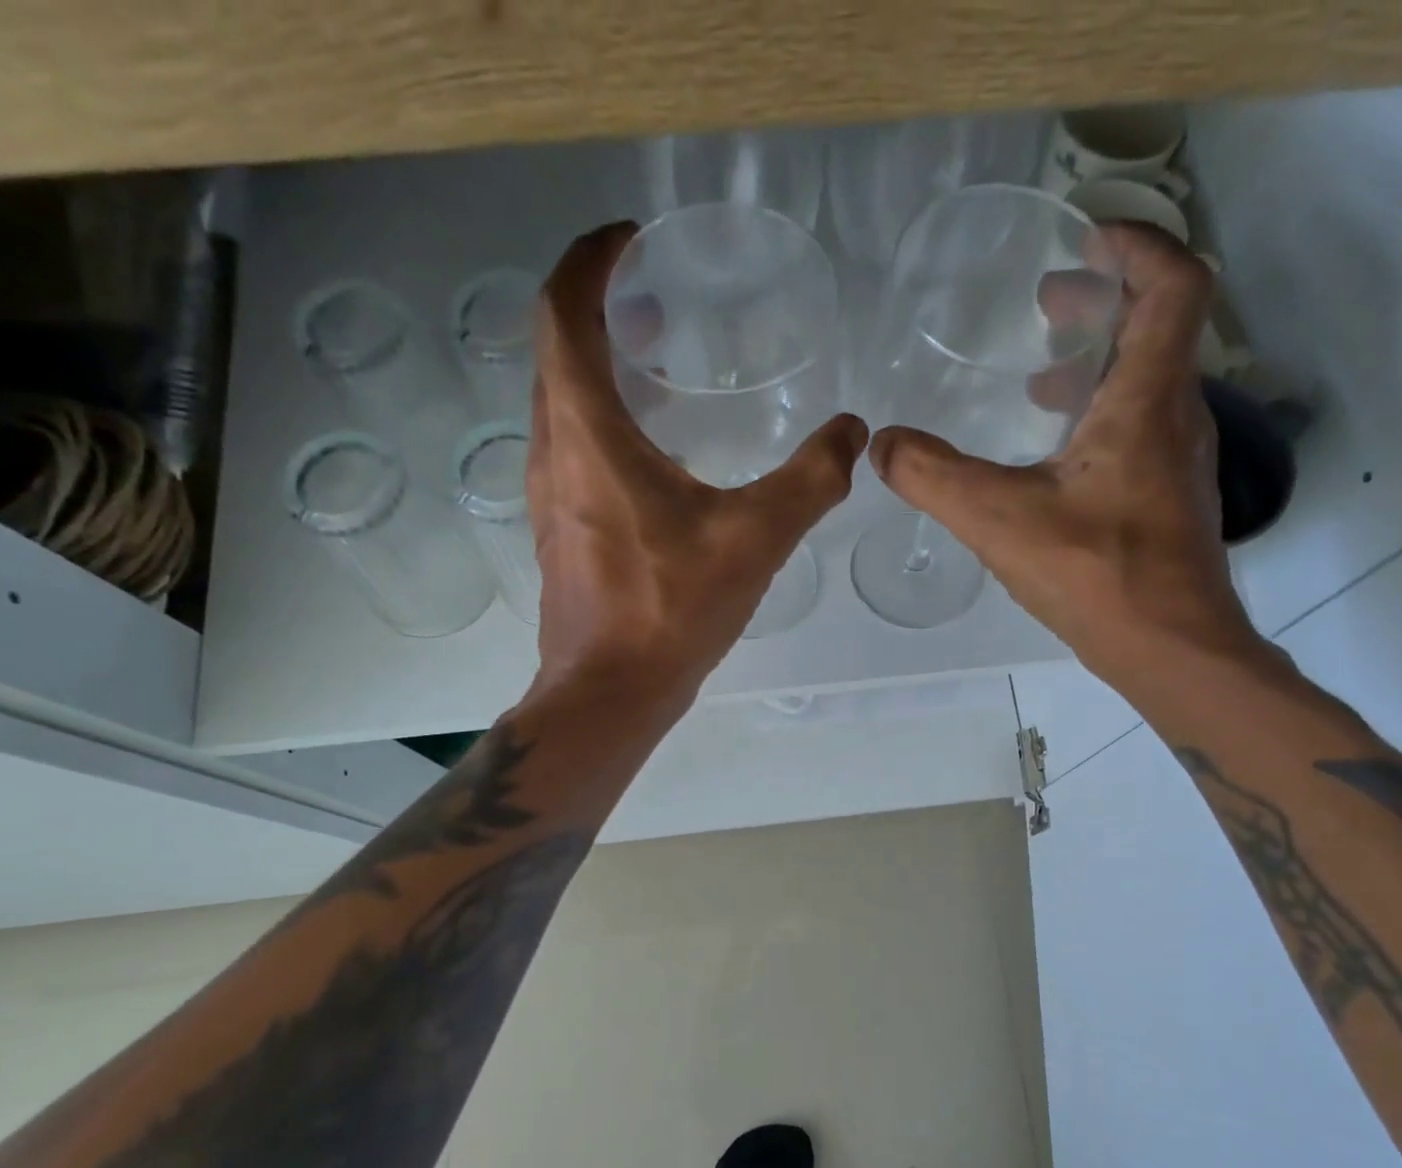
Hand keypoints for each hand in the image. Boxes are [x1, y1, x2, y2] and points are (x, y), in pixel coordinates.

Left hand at [526, 222, 868, 712]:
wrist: (610, 693)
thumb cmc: (670, 611)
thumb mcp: (754, 539)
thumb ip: (810, 479)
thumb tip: (854, 434)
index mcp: (587, 432)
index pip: (562, 311)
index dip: (589, 261)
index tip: (628, 240)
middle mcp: (552, 451)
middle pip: (554, 351)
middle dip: (596, 308)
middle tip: (653, 302)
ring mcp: (548, 495)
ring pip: (558, 402)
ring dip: (595, 367)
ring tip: (655, 365)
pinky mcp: (558, 531)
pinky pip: (569, 448)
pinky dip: (599, 420)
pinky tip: (651, 453)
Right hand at [868, 223, 1263, 694]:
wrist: (1170, 648)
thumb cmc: (1097, 574)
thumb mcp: (998, 520)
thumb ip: (932, 477)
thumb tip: (880, 445)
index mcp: (1146, 399)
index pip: (1173, 284)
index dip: (1137, 245)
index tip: (1085, 236)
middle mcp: (1176, 416)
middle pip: (1158, 328)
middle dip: (1103, 301)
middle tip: (1046, 302)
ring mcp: (1179, 461)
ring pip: (1148, 383)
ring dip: (1098, 365)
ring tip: (1038, 380)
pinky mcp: (1170, 500)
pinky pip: (1141, 429)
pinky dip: (1100, 416)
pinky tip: (1054, 457)